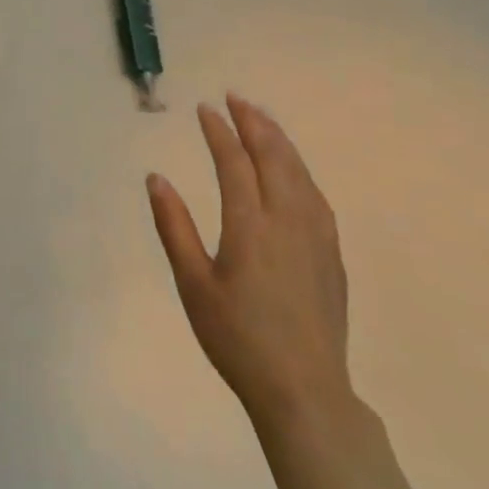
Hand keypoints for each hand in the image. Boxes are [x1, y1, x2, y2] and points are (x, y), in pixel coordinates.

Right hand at [148, 95, 351, 427]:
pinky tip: (294, 169)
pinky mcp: (331, 254)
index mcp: (250, 225)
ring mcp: (316, 236)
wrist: (304, 390)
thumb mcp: (193, 284)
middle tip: (236, 98)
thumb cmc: (237, 337)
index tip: (205, 109)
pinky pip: (316, 195)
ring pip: (299, 172)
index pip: (234, 163)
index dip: (219, 132)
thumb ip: (174, 227)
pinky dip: (300, 169)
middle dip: (254, 123)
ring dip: (280, 140)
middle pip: (273, 157)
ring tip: (263, 119)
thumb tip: (156, 178)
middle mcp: (287, 220)